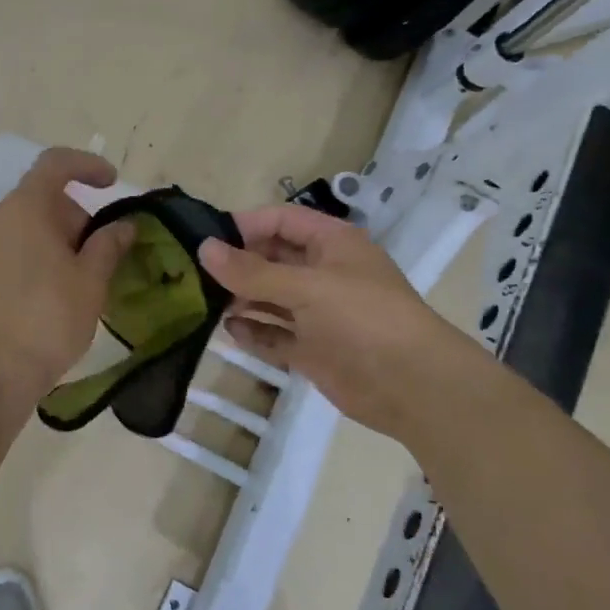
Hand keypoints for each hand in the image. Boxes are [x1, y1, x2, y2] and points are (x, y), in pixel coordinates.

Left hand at [0, 148, 136, 404]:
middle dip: (69, 216)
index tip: (109, 183)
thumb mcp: (90, 284)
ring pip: (15, 228)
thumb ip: (108, 245)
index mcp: (23, 209)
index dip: (86, 165)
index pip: (55, 164)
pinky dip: (20, 258)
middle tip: (93, 255)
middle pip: (36, 200)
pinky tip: (33, 297)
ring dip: (44, 240)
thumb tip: (122, 225)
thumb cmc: (47, 324)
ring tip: (65, 281)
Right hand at [198, 204, 470, 435]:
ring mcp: (318, 313)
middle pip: (272, 259)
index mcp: (332, 244)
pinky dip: (254, 331)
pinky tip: (230, 331)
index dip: (245, 226)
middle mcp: (324, 273)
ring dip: (241, 299)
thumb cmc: (363, 319)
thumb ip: (252, 271)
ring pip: (270, 298)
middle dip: (238, 265)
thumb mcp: (305, 287)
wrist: (413, 387)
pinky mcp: (313, 348)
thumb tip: (203, 248)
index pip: (281, 221)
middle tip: (195, 274)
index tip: (206, 239)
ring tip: (205, 303)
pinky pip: (275, 334)